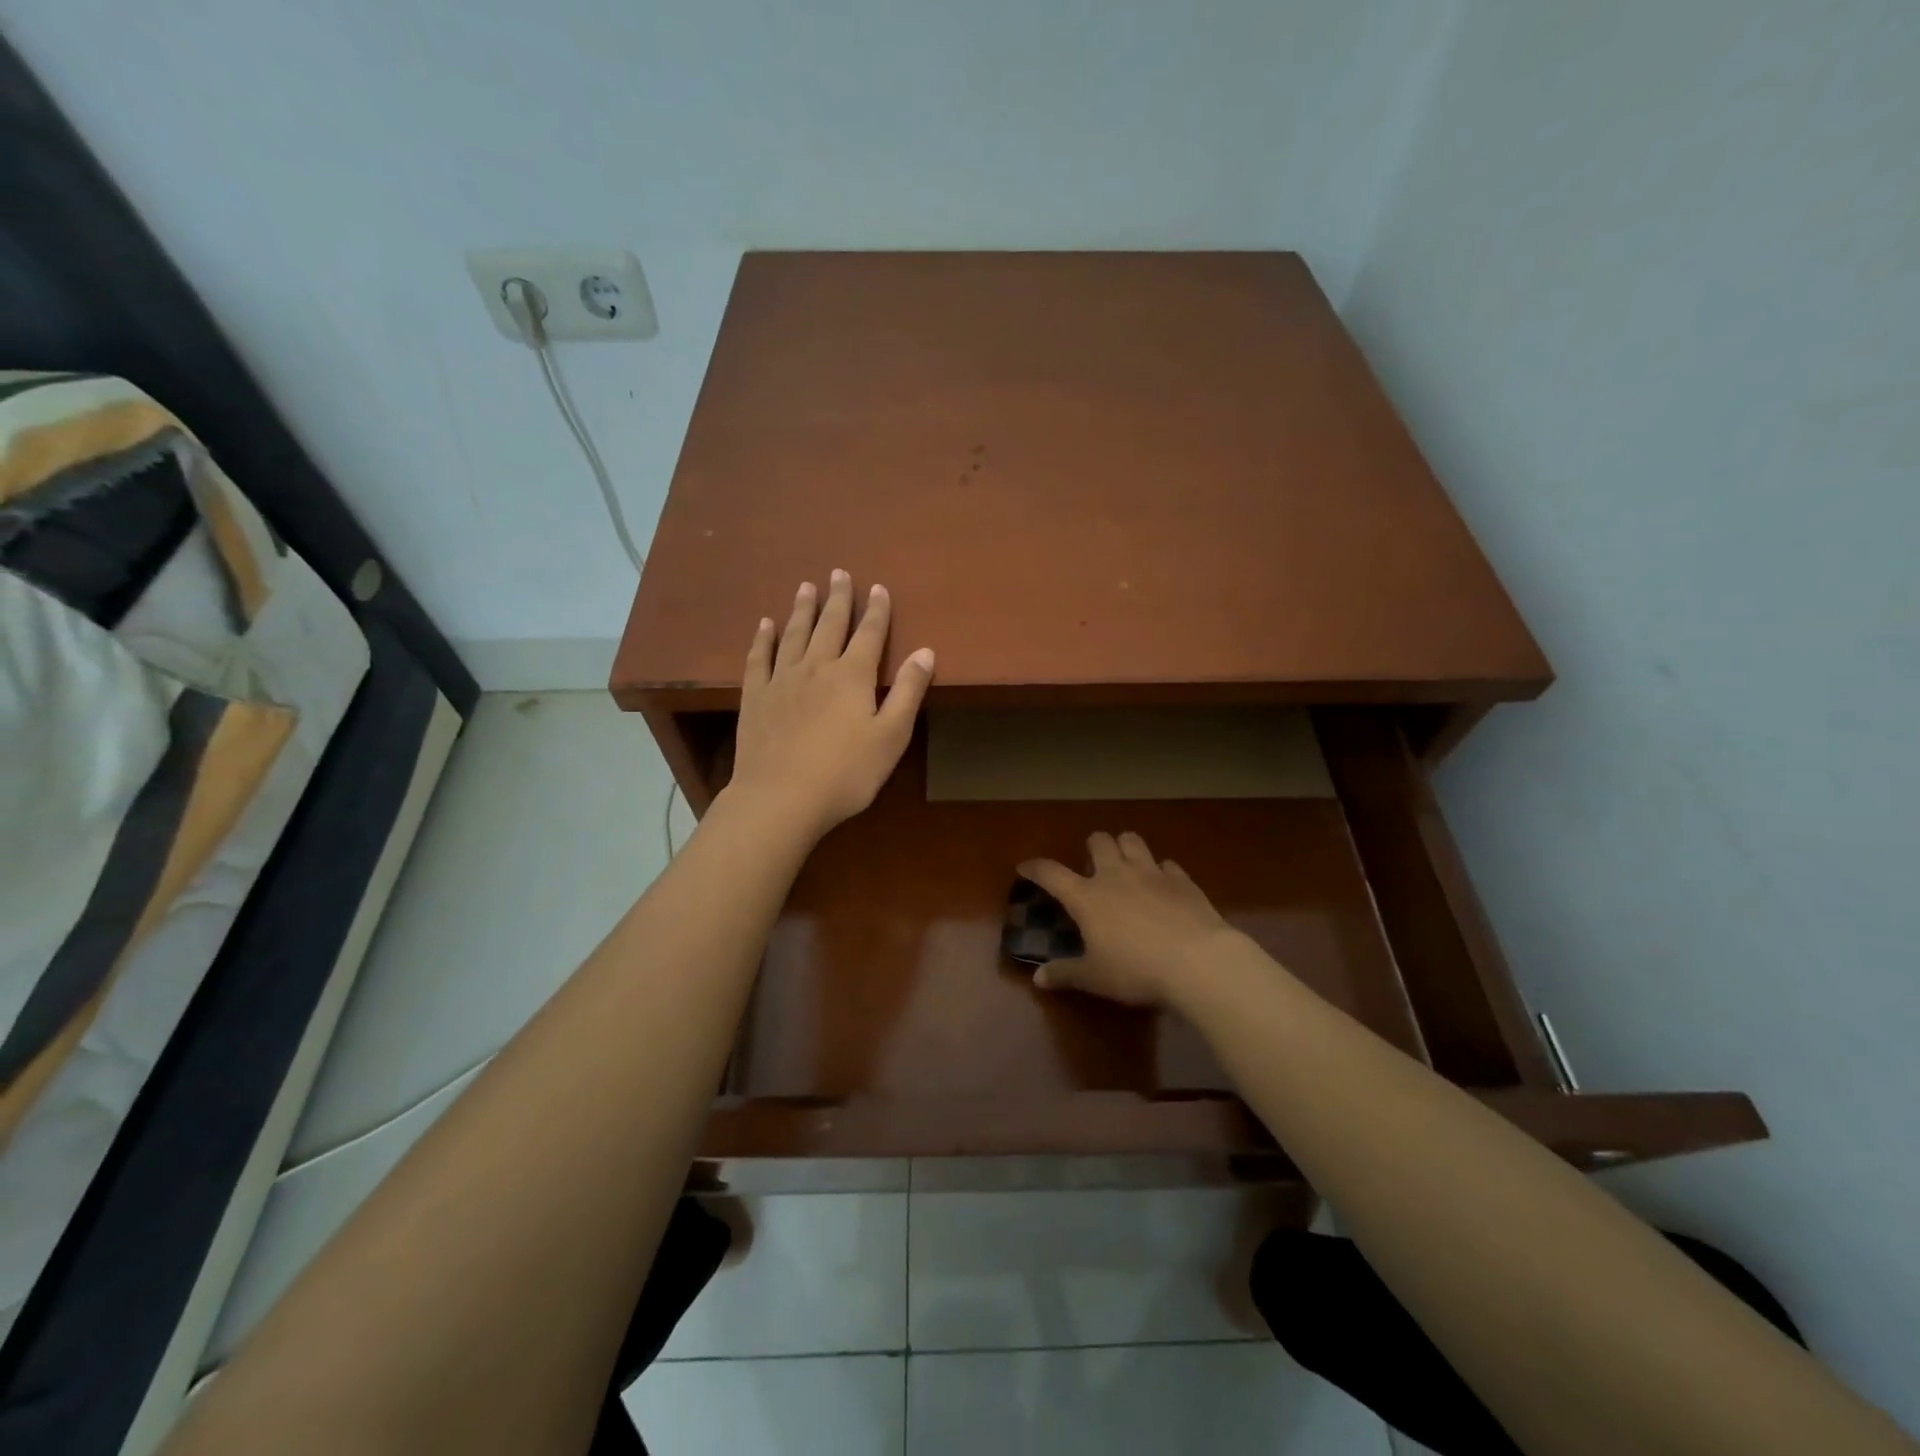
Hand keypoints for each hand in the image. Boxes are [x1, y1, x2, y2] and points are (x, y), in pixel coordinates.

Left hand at [726, 571, 934, 844]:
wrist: (781, 797)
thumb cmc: (846, 773)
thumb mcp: (891, 736)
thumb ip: (908, 692)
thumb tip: (925, 651)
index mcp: (853, 676)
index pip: (870, 634)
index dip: (877, 610)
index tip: (878, 588)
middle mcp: (817, 667)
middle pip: (830, 624)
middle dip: (838, 599)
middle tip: (839, 573)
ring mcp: (782, 680)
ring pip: (794, 634)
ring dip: (802, 609)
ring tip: (806, 587)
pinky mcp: (756, 697)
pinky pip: (759, 658)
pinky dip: (763, 638)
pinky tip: (765, 625)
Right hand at [1018, 832, 1248, 1007]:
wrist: (1197, 961)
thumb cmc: (1136, 970)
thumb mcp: (1095, 978)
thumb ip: (1065, 973)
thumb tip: (1038, 978)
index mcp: (1087, 897)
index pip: (1051, 873)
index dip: (1035, 867)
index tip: (1025, 867)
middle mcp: (1115, 875)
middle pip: (1099, 841)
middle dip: (1092, 846)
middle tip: (1092, 865)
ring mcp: (1151, 873)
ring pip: (1132, 841)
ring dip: (1125, 846)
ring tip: (1125, 863)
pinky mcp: (1182, 880)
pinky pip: (1167, 863)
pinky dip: (1160, 870)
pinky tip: (1163, 884)